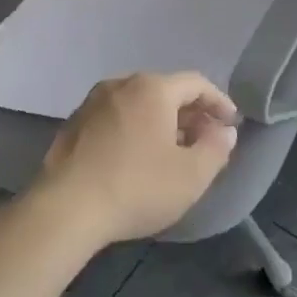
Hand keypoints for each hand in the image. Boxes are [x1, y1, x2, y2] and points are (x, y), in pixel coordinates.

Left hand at [33, 72, 239, 244]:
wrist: (65, 212)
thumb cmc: (137, 187)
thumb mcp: (192, 174)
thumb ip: (217, 148)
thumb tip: (224, 132)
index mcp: (152, 89)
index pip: (196, 84)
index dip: (219, 102)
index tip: (231, 124)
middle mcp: (120, 85)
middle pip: (166, 91)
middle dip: (191, 114)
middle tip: (206, 139)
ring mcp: (91, 105)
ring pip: (138, 105)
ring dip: (162, 123)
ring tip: (174, 151)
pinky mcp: (72, 127)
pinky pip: (116, 119)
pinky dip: (135, 131)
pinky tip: (138, 159)